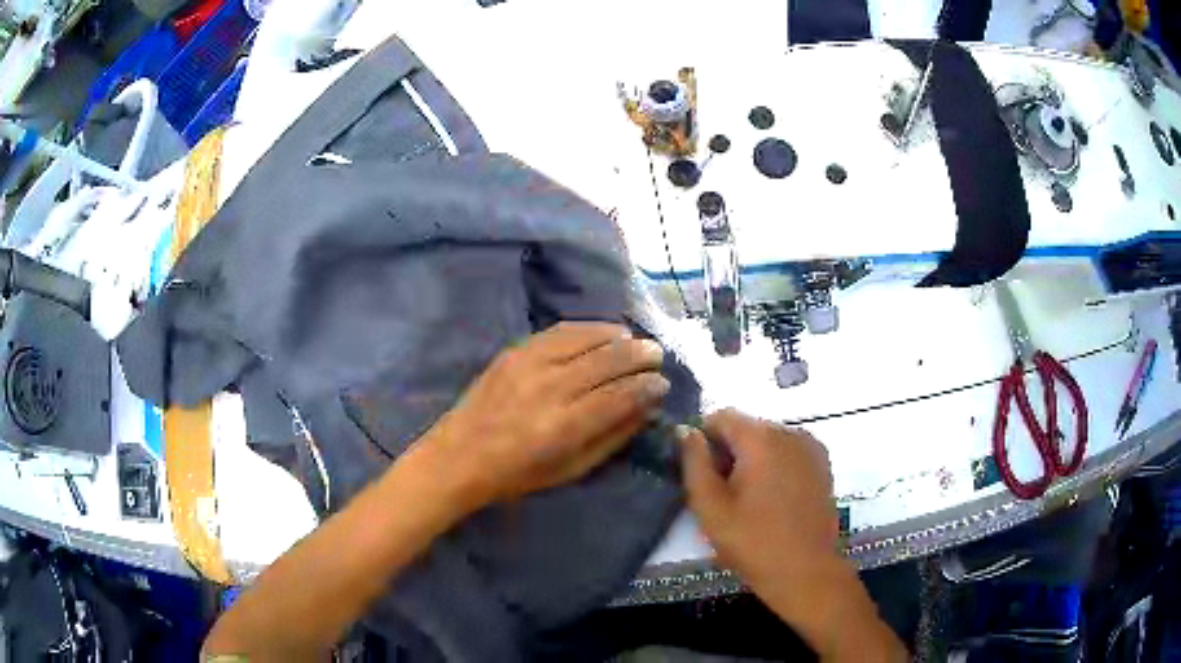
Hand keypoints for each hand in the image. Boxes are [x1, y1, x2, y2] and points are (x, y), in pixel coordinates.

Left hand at [420, 322, 668, 512]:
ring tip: (635, 340)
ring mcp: (528, 365)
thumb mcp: (571, 470)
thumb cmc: (517, 475)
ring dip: (616, 336)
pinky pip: (558, 331)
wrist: (459, 456)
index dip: (647, 387)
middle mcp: (549, 389)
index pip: (619, 396)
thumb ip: (612, 438)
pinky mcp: (513, 352)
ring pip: (585, 339)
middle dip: (639, 355)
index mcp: (564, 427)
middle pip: (606, 361)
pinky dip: (586, 328)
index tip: (663, 384)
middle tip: (657, 356)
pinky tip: (602, 331)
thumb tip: (645, 409)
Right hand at [680, 411, 907, 661]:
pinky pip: (788, 452)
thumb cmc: (752, 542)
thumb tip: (685, 430)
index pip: (721, 416)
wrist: (804, 571)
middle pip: (747, 428)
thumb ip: (694, 463)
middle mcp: (789, 432)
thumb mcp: (710, 506)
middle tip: (723, 495)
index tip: (701, 474)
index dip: (704, 440)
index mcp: (761, 438)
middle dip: (729, 452)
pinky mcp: (822, 463)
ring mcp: (810, 447)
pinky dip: (775, 466)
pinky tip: (772, 500)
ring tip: (749, 501)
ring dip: (752, 460)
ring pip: (768, 441)